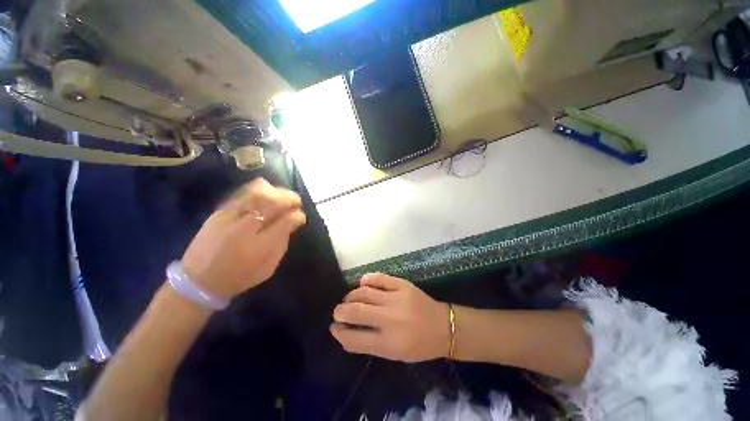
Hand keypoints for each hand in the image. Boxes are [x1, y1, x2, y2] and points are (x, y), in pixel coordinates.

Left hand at [181, 178, 305, 300]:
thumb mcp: (269, 267)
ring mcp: (229, 218)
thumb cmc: (239, 277)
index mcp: (260, 246)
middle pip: (273, 203)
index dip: (297, 216)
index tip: (300, 217)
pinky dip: (257, 190)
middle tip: (296, 201)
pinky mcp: (218, 213)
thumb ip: (282, 243)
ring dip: (275, 191)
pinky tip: (266, 193)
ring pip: (256, 193)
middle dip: (290, 198)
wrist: (198, 281)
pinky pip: (241, 194)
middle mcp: (245, 228)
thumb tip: (291, 223)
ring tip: (282, 195)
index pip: (286, 221)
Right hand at [330, 273, 449, 362]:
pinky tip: (362, 283)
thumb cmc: (419, 345)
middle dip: (340, 311)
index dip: (339, 333)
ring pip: (363, 292)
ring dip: (351, 295)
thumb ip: (369, 343)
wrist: (443, 327)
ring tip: (349, 298)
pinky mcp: (402, 285)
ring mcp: (396, 299)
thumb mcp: (394, 354)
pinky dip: (367, 279)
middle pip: (355, 312)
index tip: (334, 327)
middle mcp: (389, 319)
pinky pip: (378, 278)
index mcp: (388, 344)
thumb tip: (346, 332)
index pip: (353, 338)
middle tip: (338, 311)